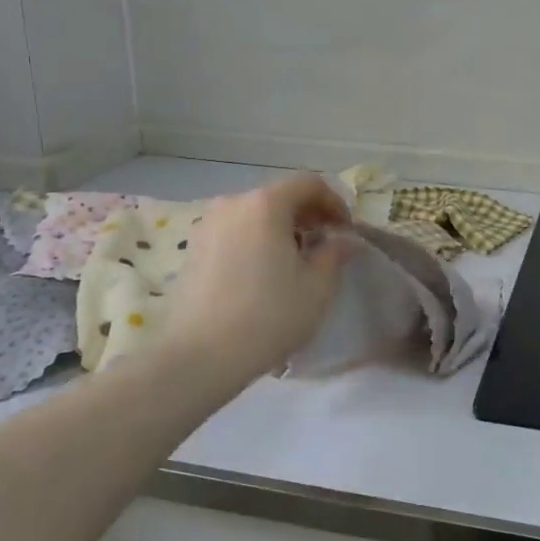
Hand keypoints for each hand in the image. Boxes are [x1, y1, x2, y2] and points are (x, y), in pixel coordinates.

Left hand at [158, 174, 354, 388]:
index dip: (334, 202)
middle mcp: (233, 203)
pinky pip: (235, 231)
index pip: (309, 184)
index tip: (345, 231)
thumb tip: (346, 240)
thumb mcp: (317, 287)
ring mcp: (208, 224)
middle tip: (325, 244)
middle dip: (308, 215)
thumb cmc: (268, 316)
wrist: (200, 356)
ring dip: (281, 228)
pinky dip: (256, 239)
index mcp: (266, 204)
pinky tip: (264, 272)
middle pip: (280, 196)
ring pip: (255, 214)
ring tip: (295, 261)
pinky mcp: (193, 248)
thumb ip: (336, 254)